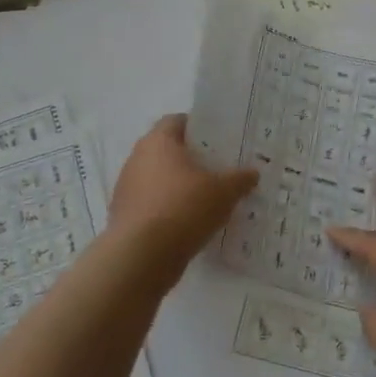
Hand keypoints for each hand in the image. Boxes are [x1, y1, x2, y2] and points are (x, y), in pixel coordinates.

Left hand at [109, 115, 257, 278]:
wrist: (142, 255)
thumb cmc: (184, 208)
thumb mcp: (223, 192)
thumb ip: (239, 179)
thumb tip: (252, 173)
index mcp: (158, 141)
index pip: (177, 121)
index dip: (198, 128)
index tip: (218, 141)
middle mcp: (137, 157)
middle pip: (166, 150)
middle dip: (190, 159)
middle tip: (216, 170)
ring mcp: (127, 187)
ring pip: (157, 178)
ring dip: (177, 185)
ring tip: (204, 200)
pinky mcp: (123, 214)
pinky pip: (150, 203)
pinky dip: (166, 209)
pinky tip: (186, 223)